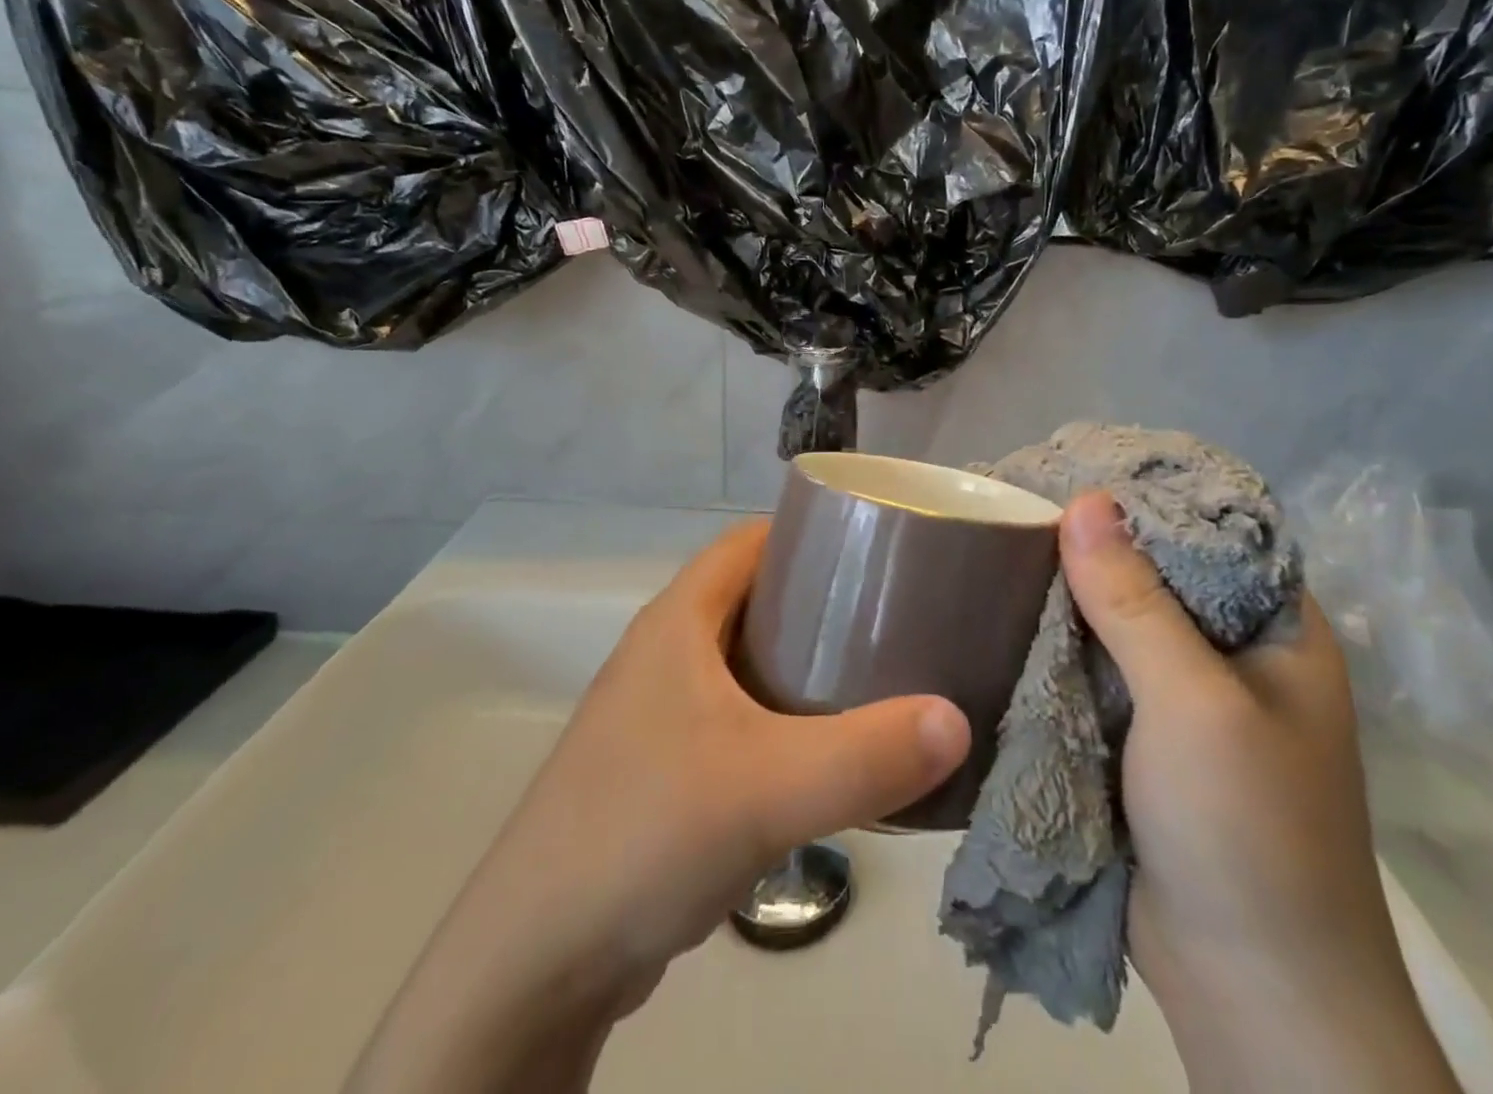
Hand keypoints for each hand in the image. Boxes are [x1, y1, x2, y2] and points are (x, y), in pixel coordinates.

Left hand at [345, 520, 970, 1093]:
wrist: (534, 960)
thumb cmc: (644, 832)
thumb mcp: (766, 788)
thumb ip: (865, 755)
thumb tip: (958, 722)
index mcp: (678, 620)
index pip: (750, 542)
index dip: (811, 533)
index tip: (878, 549)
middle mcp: (666, 652)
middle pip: (755, 598)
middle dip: (821, 601)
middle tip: (893, 617)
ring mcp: (659, 711)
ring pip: (747, 661)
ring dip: (803, 663)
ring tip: (874, 677)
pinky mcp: (663, 766)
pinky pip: (738, 716)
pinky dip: (783, 718)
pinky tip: (824, 752)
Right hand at [1059, 493, 1460, 1093]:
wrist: (1250, 994)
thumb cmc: (1248, 832)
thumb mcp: (1194, 703)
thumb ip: (1135, 602)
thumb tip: (1084, 499)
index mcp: (1271, 629)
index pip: (1204, 534)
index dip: (1140, 498)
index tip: (1067, 466)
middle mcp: (1228, 653)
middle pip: (1150, 575)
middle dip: (1086, 547)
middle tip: (1011, 505)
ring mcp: (1181, 698)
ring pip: (1113, 624)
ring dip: (1063, 598)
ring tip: (993, 547)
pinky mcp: (1138, 737)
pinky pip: (1091, 672)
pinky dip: (1054, 648)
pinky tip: (1002, 616)